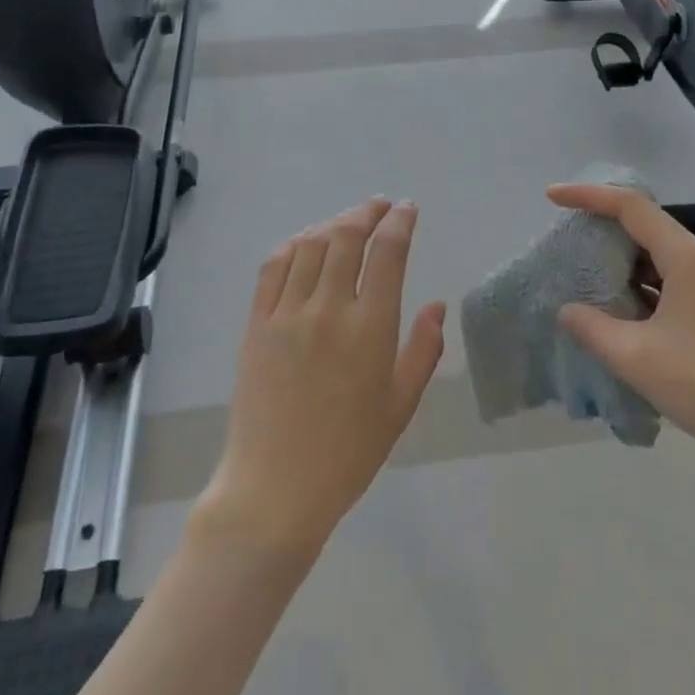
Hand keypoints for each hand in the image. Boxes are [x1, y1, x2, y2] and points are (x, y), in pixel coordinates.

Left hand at [198, 199, 445, 561]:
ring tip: (348, 222)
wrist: (276, 488)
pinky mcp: (257, 323)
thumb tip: (438, 305)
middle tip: (380, 206)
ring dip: (333, 223)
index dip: (400, 222)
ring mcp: (287, 313)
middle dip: (368, 212)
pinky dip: (293, 245)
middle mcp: (329, 308)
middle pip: (347, 236)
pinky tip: (305, 243)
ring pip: (311, 245)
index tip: (407, 208)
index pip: (388, 252)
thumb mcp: (400, 405)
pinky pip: (273, 267)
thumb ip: (423, 349)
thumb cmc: (349, 453)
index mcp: (370, 328)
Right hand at [548, 184, 694, 478]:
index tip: (552, 196)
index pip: (629, 207)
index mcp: (684, 258)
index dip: (588, 195)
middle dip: (601, 225)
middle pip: (644, 225)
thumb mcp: (635, 356)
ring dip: (619, 259)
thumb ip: (592, 328)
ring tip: (583, 271)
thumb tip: (566, 311)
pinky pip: (666, 279)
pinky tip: (616, 306)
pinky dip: (636, 283)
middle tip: (565, 237)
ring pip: (655, 255)